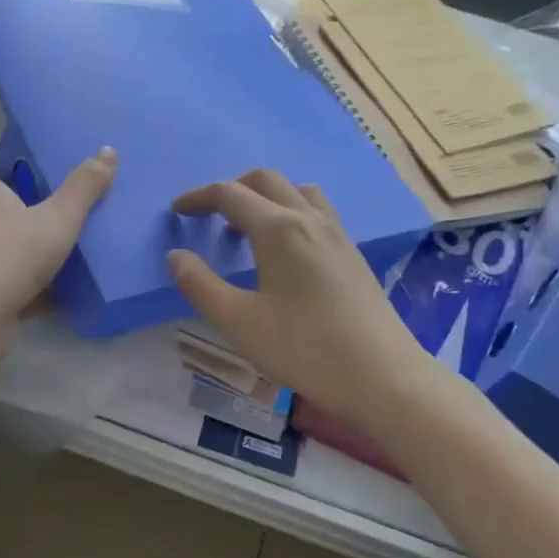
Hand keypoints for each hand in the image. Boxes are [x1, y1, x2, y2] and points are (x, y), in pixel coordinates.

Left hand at [0, 147, 117, 328]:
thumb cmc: (14, 255)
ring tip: (76, 246)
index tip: (40, 174)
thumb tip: (108, 149)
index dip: (12, 174)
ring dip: (38, 251)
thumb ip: (83, 188)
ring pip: (15, 250)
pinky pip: (22, 284)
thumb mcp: (58, 217)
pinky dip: (42, 287)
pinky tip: (70, 289)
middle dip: (32, 213)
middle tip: (69, 209)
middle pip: (7, 213)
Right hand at [168, 169, 435, 433]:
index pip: (230, 194)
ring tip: (245, 229)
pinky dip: (289, 213)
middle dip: (231, 189)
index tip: (176, 211)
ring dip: (265, 198)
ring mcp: (337, 234)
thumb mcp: (238, 322)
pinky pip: (316, 212)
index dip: (198, 198)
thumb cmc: (303, 348)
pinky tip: (283, 251)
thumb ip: (200, 285)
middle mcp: (310, 219)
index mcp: (279, 228)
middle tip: (208, 216)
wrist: (382, 376)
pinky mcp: (353, 254)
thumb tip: (176, 256)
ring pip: (297, 191)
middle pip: (266, 181)